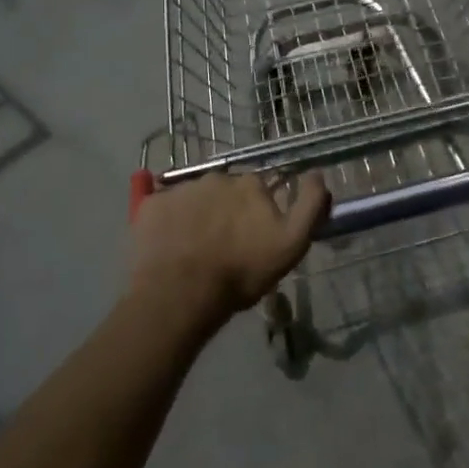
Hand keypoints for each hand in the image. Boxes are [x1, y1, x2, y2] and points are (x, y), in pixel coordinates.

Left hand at [128, 171, 330, 324]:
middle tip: (225, 243)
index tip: (255, 234)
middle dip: (228, 210)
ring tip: (196, 248)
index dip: (259, 210)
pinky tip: (172, 247)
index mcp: (250, 183)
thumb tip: (318, 173)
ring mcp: (180, 189)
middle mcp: (216, 177)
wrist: (181, 294)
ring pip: (196, 198)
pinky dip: (170, 222)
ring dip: (200, 215)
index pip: (260, 188)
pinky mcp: (150, 205)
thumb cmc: (241, 271)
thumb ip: (311, 204)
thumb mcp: (293, 243)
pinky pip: (165, 208)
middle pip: (226, 190)